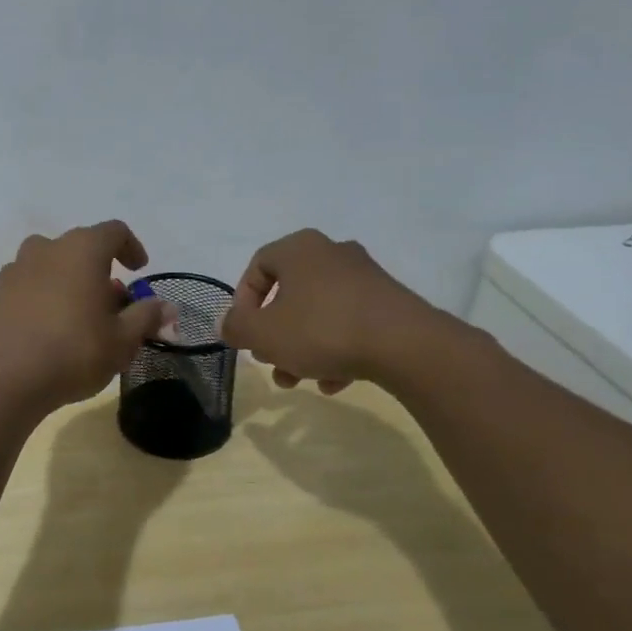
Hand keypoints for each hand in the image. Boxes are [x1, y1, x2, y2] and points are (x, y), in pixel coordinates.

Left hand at [0, 221, 171, 414]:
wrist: (1, 378)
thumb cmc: (73, 352)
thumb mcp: (122, 341)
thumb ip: (146, 317)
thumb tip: (165, 306)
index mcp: (81, 250)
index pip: (114, 232)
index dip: (131, 247)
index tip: (139, 270)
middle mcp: (45, 249)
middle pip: (79, 248)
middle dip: (99, 271)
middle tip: (111, 305)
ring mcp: (14, 270)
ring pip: (49, 266)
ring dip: (68, 282)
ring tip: (78, 317)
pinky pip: (26, 286)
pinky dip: (41, 298)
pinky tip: (45, 331)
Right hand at [218, 228, 464, 393]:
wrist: (406, 345)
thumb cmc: (322, 329)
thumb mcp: (263, 333)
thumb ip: (236, 327)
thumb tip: (225, 324)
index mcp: (299, 249)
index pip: (257, 267)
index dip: (242, 303)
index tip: (244, 334)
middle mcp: (332, 253)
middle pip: (289, 294)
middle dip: (274, 333)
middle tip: (269, 361)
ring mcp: (364, 277)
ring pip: (318, 313)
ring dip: (302, 347)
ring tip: (298, 380)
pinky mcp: (389, 303)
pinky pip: (349, 323)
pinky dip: (336, 350)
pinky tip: (333, 382)